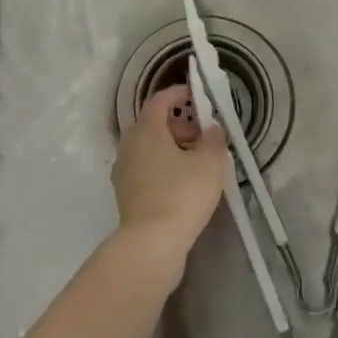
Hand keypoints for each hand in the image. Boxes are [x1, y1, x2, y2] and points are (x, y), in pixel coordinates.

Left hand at [111, 84, 227, 257]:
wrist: (151, 243)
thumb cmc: (182, 194)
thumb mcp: (210, 163)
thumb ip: (214, 139)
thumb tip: (212, 127)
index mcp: (147, 130)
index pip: (159, 100)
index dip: (178, 94)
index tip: (196, 95)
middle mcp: (129, 145)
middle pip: (152, 124)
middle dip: (177, 124)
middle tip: (202, 134)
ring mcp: (123, 171)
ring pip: (147, 147)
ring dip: (169, 147)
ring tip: (195, 160)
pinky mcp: (124, 193)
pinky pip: (144, 168)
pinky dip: (161, 166)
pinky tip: (180, 182)